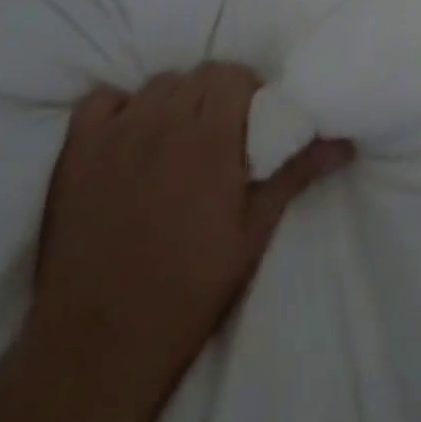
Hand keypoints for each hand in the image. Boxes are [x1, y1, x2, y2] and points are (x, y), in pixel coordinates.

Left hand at [20, 65, 351, 421]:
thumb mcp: (252, 235)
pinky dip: (118, 108)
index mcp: (210, 138)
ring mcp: (116, 132)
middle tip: (219, 133)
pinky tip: (126, 137)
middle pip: (199, 75)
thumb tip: (344, 142)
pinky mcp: (77, 149)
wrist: (99, 346)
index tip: (251, 121)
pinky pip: (101, 100)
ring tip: (176, 139)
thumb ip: (294, 174)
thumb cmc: (188, 291)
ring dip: (174, 100)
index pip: (234, 75)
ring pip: (158, 84)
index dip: (248, 91)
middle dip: (216, 94)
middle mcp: (164, 121)